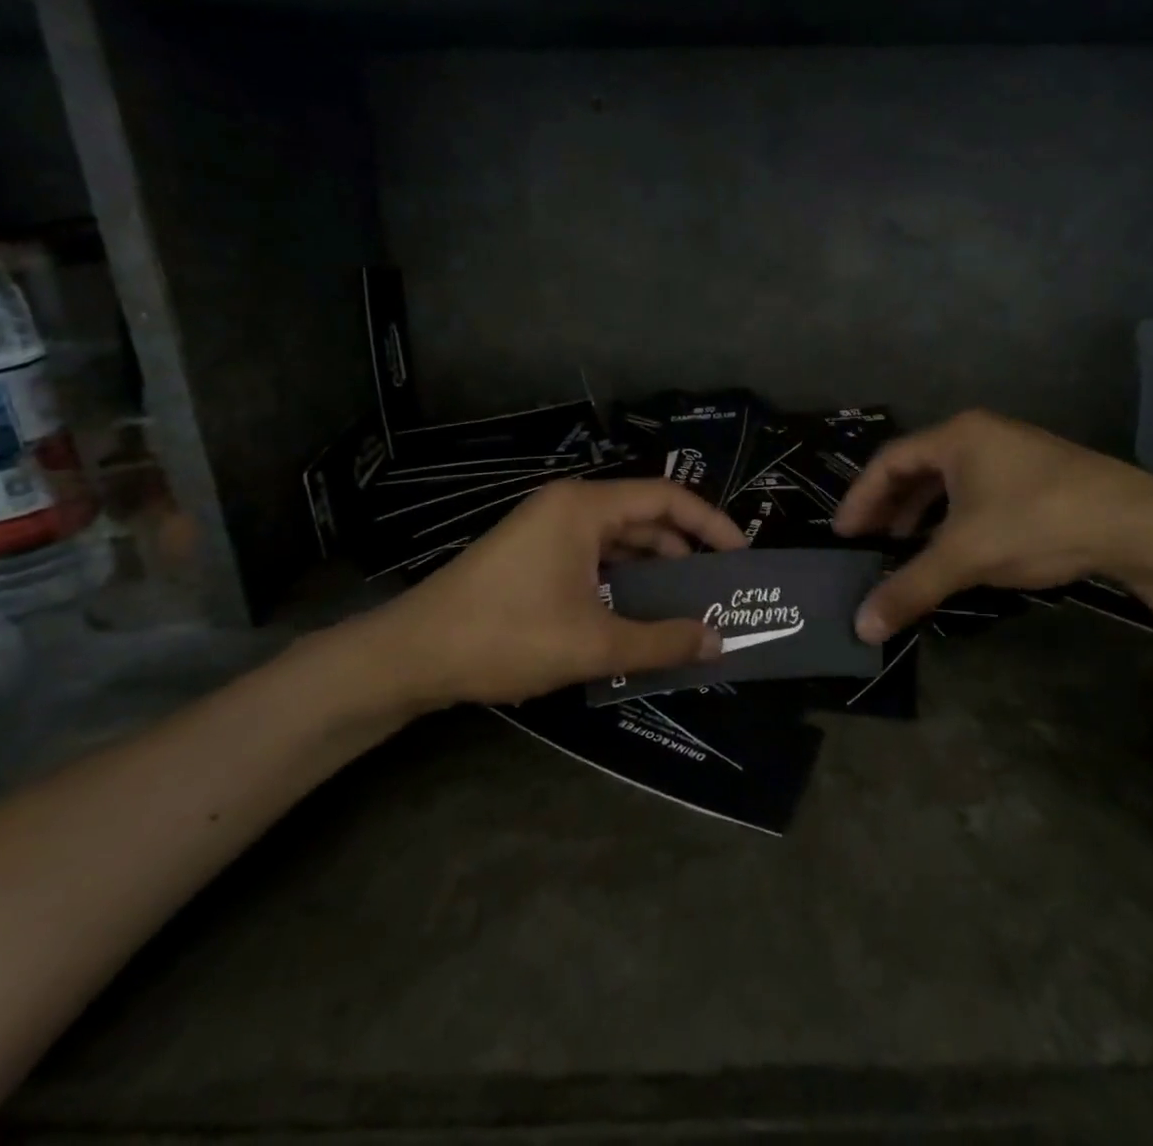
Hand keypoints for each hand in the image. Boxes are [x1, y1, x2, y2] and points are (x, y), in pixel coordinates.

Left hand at [317, 479, 745, 712]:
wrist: (411, 655)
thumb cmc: (506, 635)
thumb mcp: (593, 644)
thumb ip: (662, 641)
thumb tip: (719, 641)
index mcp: (585, 507)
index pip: (668, 498)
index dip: (712, 524)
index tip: (741, 556)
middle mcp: (569, 506)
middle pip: (646, 517)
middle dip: (686, 551)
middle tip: (720, 589)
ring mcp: (548, 529)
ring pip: (620, 540)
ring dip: (654, 570)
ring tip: (687, 607)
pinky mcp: (534, 555)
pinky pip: (594, 557)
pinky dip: (623, 580)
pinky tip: (639, 614)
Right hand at [832, 409, 1152, 642]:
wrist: (1137, 523)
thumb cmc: (1037, 522)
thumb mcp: (966, 555)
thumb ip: (910, 587)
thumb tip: (860, 627)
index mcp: (956, 436)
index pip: (889, 461)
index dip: (860, 498)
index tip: (843, 534)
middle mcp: (980, 434)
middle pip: (917, 467)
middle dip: (889, 506)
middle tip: (868, 541)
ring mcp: (1012, 452)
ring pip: (949, 481)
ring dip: (921, 513)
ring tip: (903, 546)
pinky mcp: (1037, 475)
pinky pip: (976, 491)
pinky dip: (953, 516)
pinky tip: (954, 546)